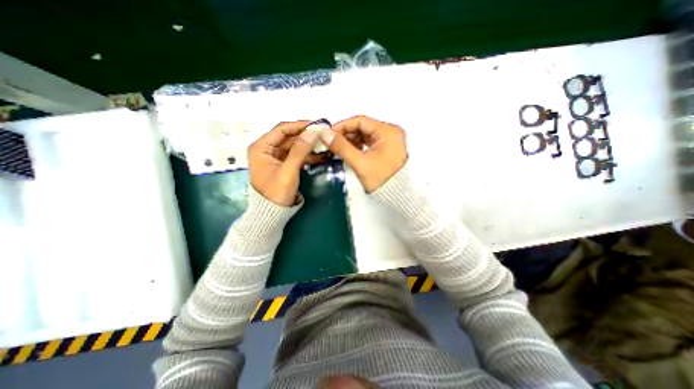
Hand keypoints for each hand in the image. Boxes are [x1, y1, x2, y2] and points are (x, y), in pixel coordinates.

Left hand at [250, 120, 325, 205]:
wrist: (272, 214)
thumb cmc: (276, 192)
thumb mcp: (288, 171)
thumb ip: (300, 151)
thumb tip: (312, 132)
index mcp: (261, 147)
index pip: (282, 129)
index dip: (300, 126)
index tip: (316, 125)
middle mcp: (267, 149)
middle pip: (289, 138)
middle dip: (306, 136)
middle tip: (324, 135)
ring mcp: (275, 158)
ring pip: (294, 147)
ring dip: (308, 146)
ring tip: (325, 145)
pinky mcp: (283, 165)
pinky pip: (296, 156)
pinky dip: (307, 155)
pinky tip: (320, 155)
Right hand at [319, 115, 407, 192]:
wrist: (397, 197)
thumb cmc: (381, 180)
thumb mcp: (360, 163)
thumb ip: (342, 147)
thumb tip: (325, 135)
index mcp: (388, 132)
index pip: (360, 121)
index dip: (342, 126)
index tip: (329, 134)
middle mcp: (391, 133)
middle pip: (363, 127)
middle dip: (346, 134)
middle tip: (331, 143)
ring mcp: (390, 141)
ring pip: (365, 135)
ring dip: (351, 140)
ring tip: (338, 148)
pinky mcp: (387, 150)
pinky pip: (369, 143)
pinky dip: (358, 146)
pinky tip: (349, 152)